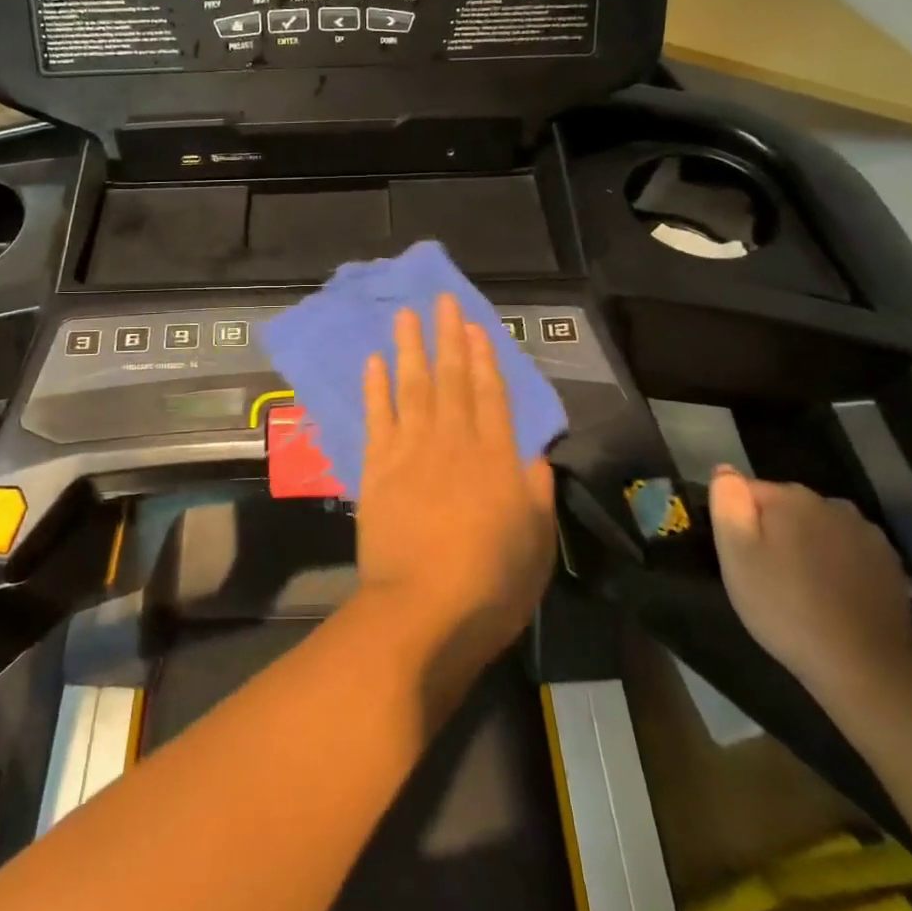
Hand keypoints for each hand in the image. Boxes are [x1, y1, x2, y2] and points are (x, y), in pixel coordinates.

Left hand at [354, 294, 555, 670]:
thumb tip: (535, 456)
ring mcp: (412, 450)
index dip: (485, 358)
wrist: (423, 610)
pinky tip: (374, 361)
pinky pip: (377, 416)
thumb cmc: (490, 585)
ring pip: (413, 386)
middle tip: (442, 300)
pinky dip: (376, 387)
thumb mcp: (536, 545)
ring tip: (407, 315)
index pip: (492, 395)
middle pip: (453, 379)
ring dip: (410, 348)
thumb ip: (536, 494)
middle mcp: (454, 442)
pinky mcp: (378, 467)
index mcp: (496, 458)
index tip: (476, 326)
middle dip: (448, 337)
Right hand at [709, 467, 911, 712]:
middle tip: (766, 574)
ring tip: (801, 585)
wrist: (863, 667)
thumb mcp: (735, 554)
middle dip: (773, 530)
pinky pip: (849, 550)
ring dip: (807, 545)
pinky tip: (833, 595)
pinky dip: (837, 564)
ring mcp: (867, 533)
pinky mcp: (891, 564)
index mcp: (789, 497)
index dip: (737, 521)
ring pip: (820, 527)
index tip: (740, 556)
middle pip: (786, 506)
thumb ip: (727, 503)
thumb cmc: (784, 607)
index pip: (747, 490)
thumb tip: (726, 471)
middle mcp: (831, 504)